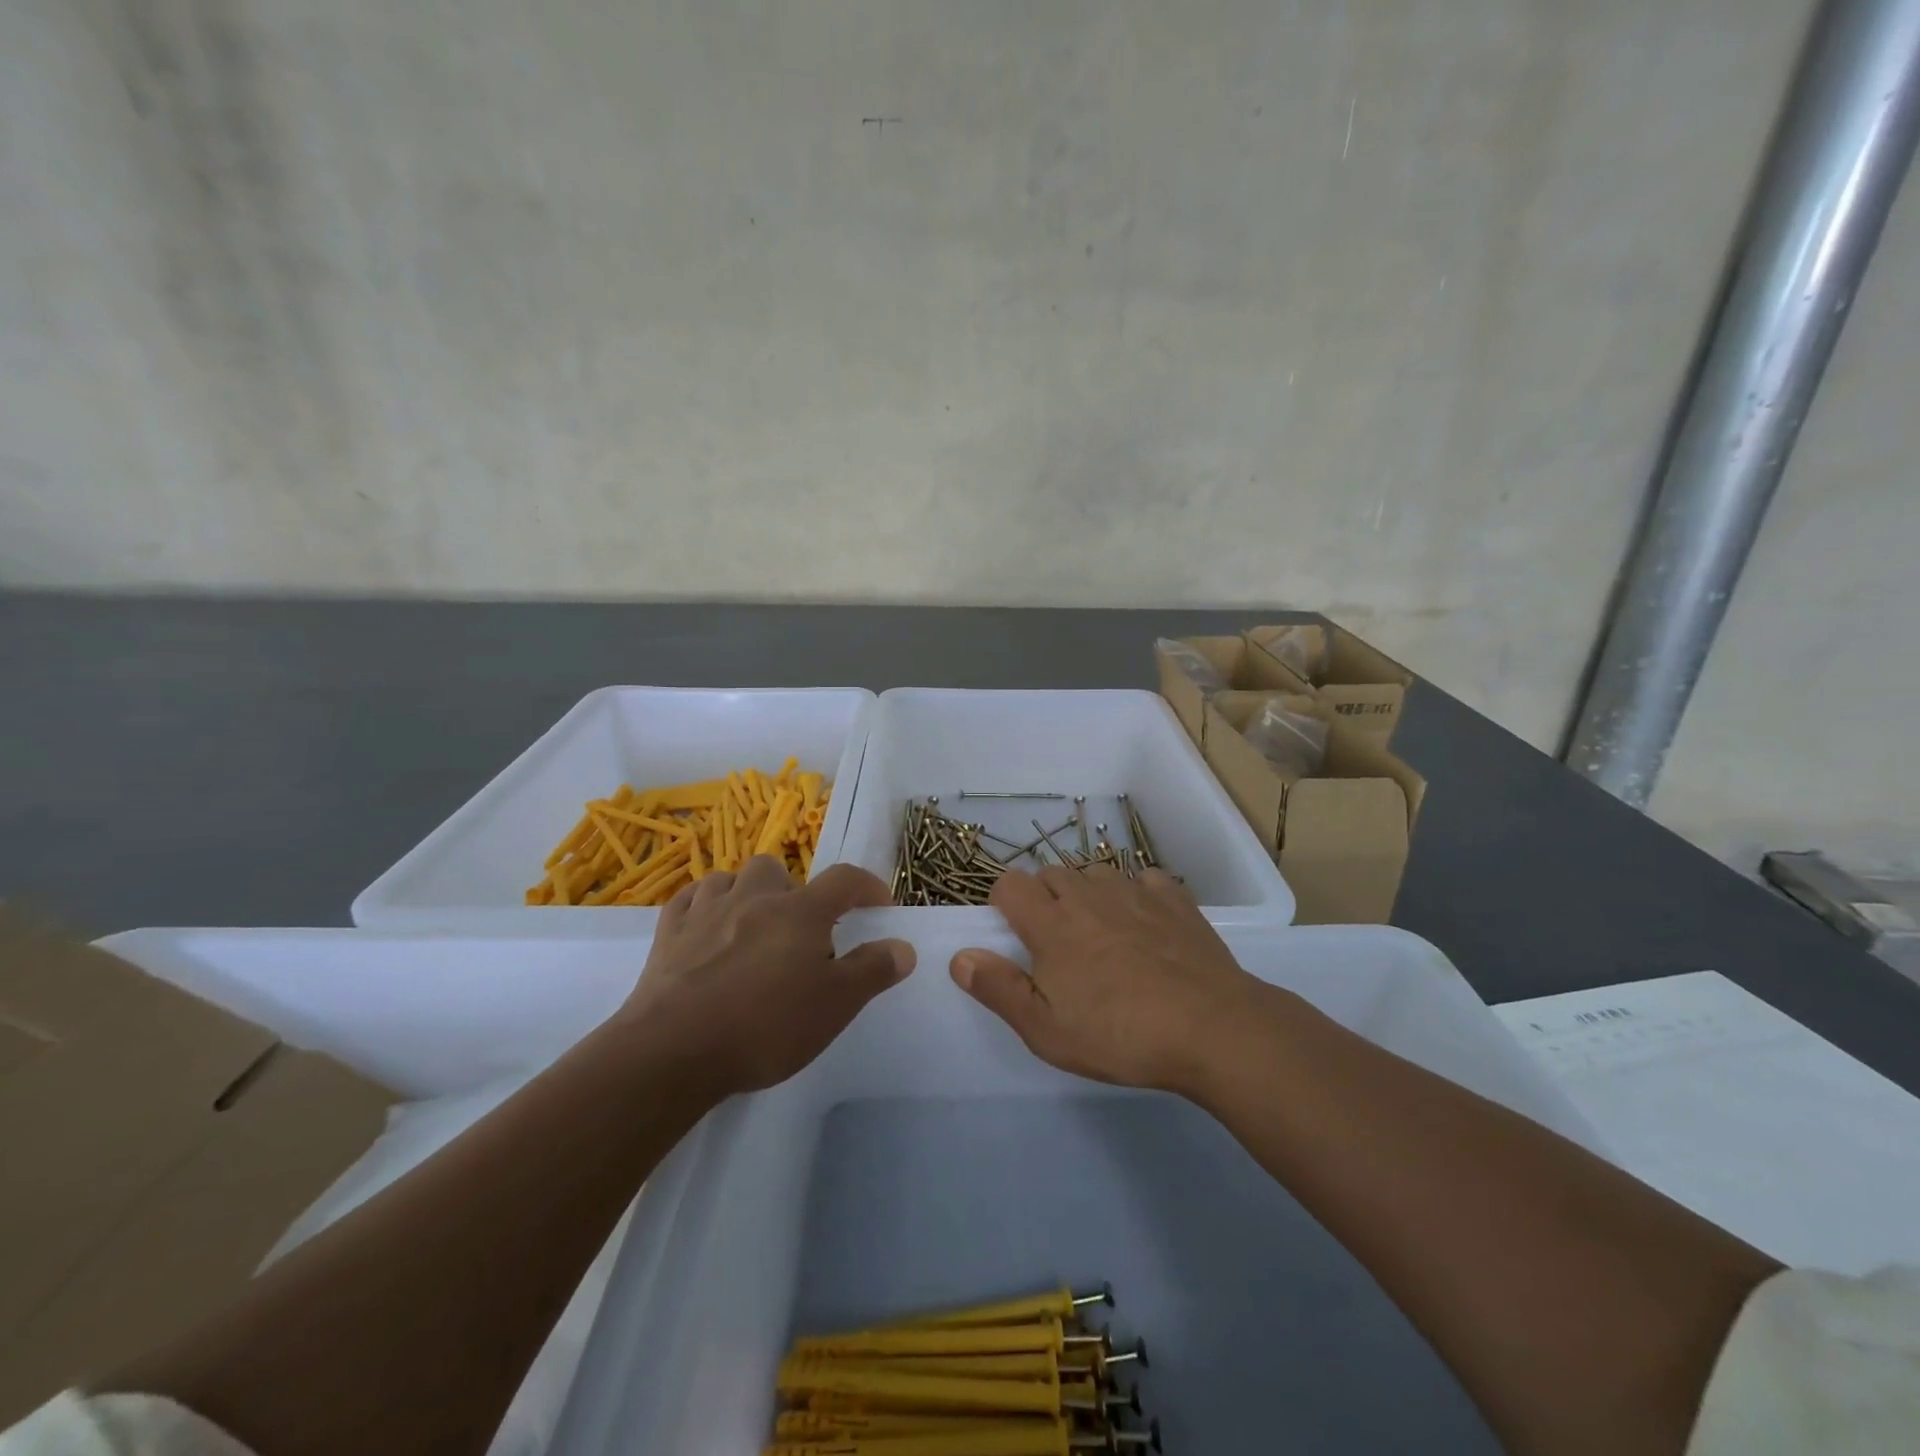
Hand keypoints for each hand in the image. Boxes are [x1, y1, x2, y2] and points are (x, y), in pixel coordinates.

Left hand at [623, 857, 914, 1096]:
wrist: (673, 1050)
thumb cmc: (766, 1026)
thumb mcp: (835, 1005)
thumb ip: (872, 970)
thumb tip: (903, 946)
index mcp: (800, 912)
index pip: (845, 880)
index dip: (868, 886)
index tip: (880, 905)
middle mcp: (754, 898)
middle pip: (777, 869)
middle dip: (793, 891)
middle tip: (799, 930)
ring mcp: (706, 912)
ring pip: (730, 879)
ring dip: (746, 893)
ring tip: (752, 925)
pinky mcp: (668, 934)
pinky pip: (689, 900)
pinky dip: (703, 906)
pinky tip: (706, 927)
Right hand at [951, 864, 1269, 1094]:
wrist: (1211, 1028)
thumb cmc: (1120, 1035)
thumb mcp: (1046, 1030)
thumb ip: (999, 989)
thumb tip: (960, 957)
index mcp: (1051, 923)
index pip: (1010, 884)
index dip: (1004, 901)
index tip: (1013, 932)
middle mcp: (1088, 896)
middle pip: (1052, 873)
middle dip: (1044, 898)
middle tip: (1056, 943)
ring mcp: (1135, 892)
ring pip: (1096, 873)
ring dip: (1088, 894)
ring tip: (1100, 933)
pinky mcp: (1174, 899)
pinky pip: (1145, 880)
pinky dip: (1137, 895)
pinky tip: (1147, 925)